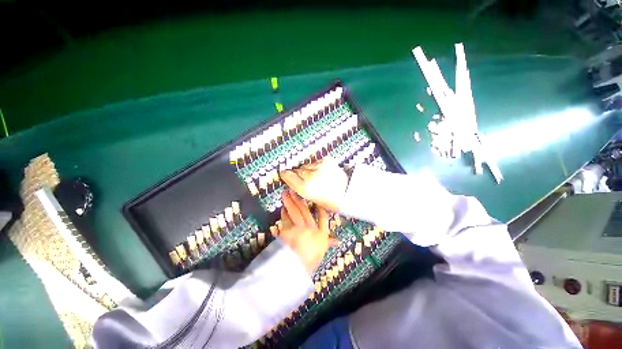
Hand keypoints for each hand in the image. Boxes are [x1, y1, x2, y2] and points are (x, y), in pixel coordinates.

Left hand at [279, 190, 337, 273]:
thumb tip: (338, 241)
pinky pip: (285, 220)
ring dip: (289, 203)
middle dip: (299, 201)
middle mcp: (311, 228)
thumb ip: (328, 243)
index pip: (323, 217)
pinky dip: (283, 215)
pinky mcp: (287, 231)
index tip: (316, 200)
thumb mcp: (321, 252)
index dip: (320, 208)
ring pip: (295, 212)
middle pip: (305, 211)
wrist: (296, 271)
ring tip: (285, 196)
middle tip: (293, 191)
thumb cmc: (310, 262)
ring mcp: (299, 229)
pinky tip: (282, 210)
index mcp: (321, 234)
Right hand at [280, 157, 347, 211]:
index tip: (283, 173)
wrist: (348, 192)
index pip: (289, 177)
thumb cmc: (330, 200)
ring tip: (315, 176)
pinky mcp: (326, 161)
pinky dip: (316, 166)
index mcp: (305, 188)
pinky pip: (315, 162)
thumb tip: (290, 180)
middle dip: (298, 174)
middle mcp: (310, 176)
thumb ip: (300, 188)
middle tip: (303, 178)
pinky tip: (321, 172)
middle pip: (297, 170)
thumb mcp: (312, 199)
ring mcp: (319, 167)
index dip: (285, 175)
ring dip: (307, 170)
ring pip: (306, 165)